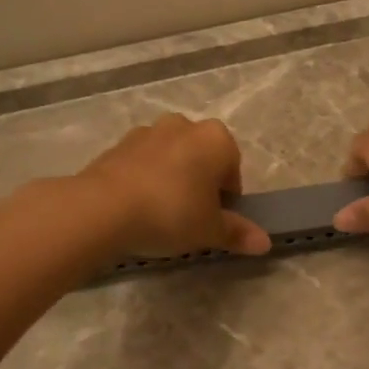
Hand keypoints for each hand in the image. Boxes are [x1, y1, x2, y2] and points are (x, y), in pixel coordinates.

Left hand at [74, 115, 270, 259]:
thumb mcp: (210, 230)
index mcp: (217, 139)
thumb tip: (265, 242)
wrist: (103, 208)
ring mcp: (149, 130)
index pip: (233, 170)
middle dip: (200, 183)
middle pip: (202, 158)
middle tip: (190, 217)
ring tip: (160, 213)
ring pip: (172, 157)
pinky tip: (136, 207)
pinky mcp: (119, 143)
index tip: (213, 220)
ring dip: (172, 178)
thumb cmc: (171, 213)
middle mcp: (185, 125)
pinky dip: (145, 179)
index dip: (227, 199)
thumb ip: (238, 233)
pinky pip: (143, 162)